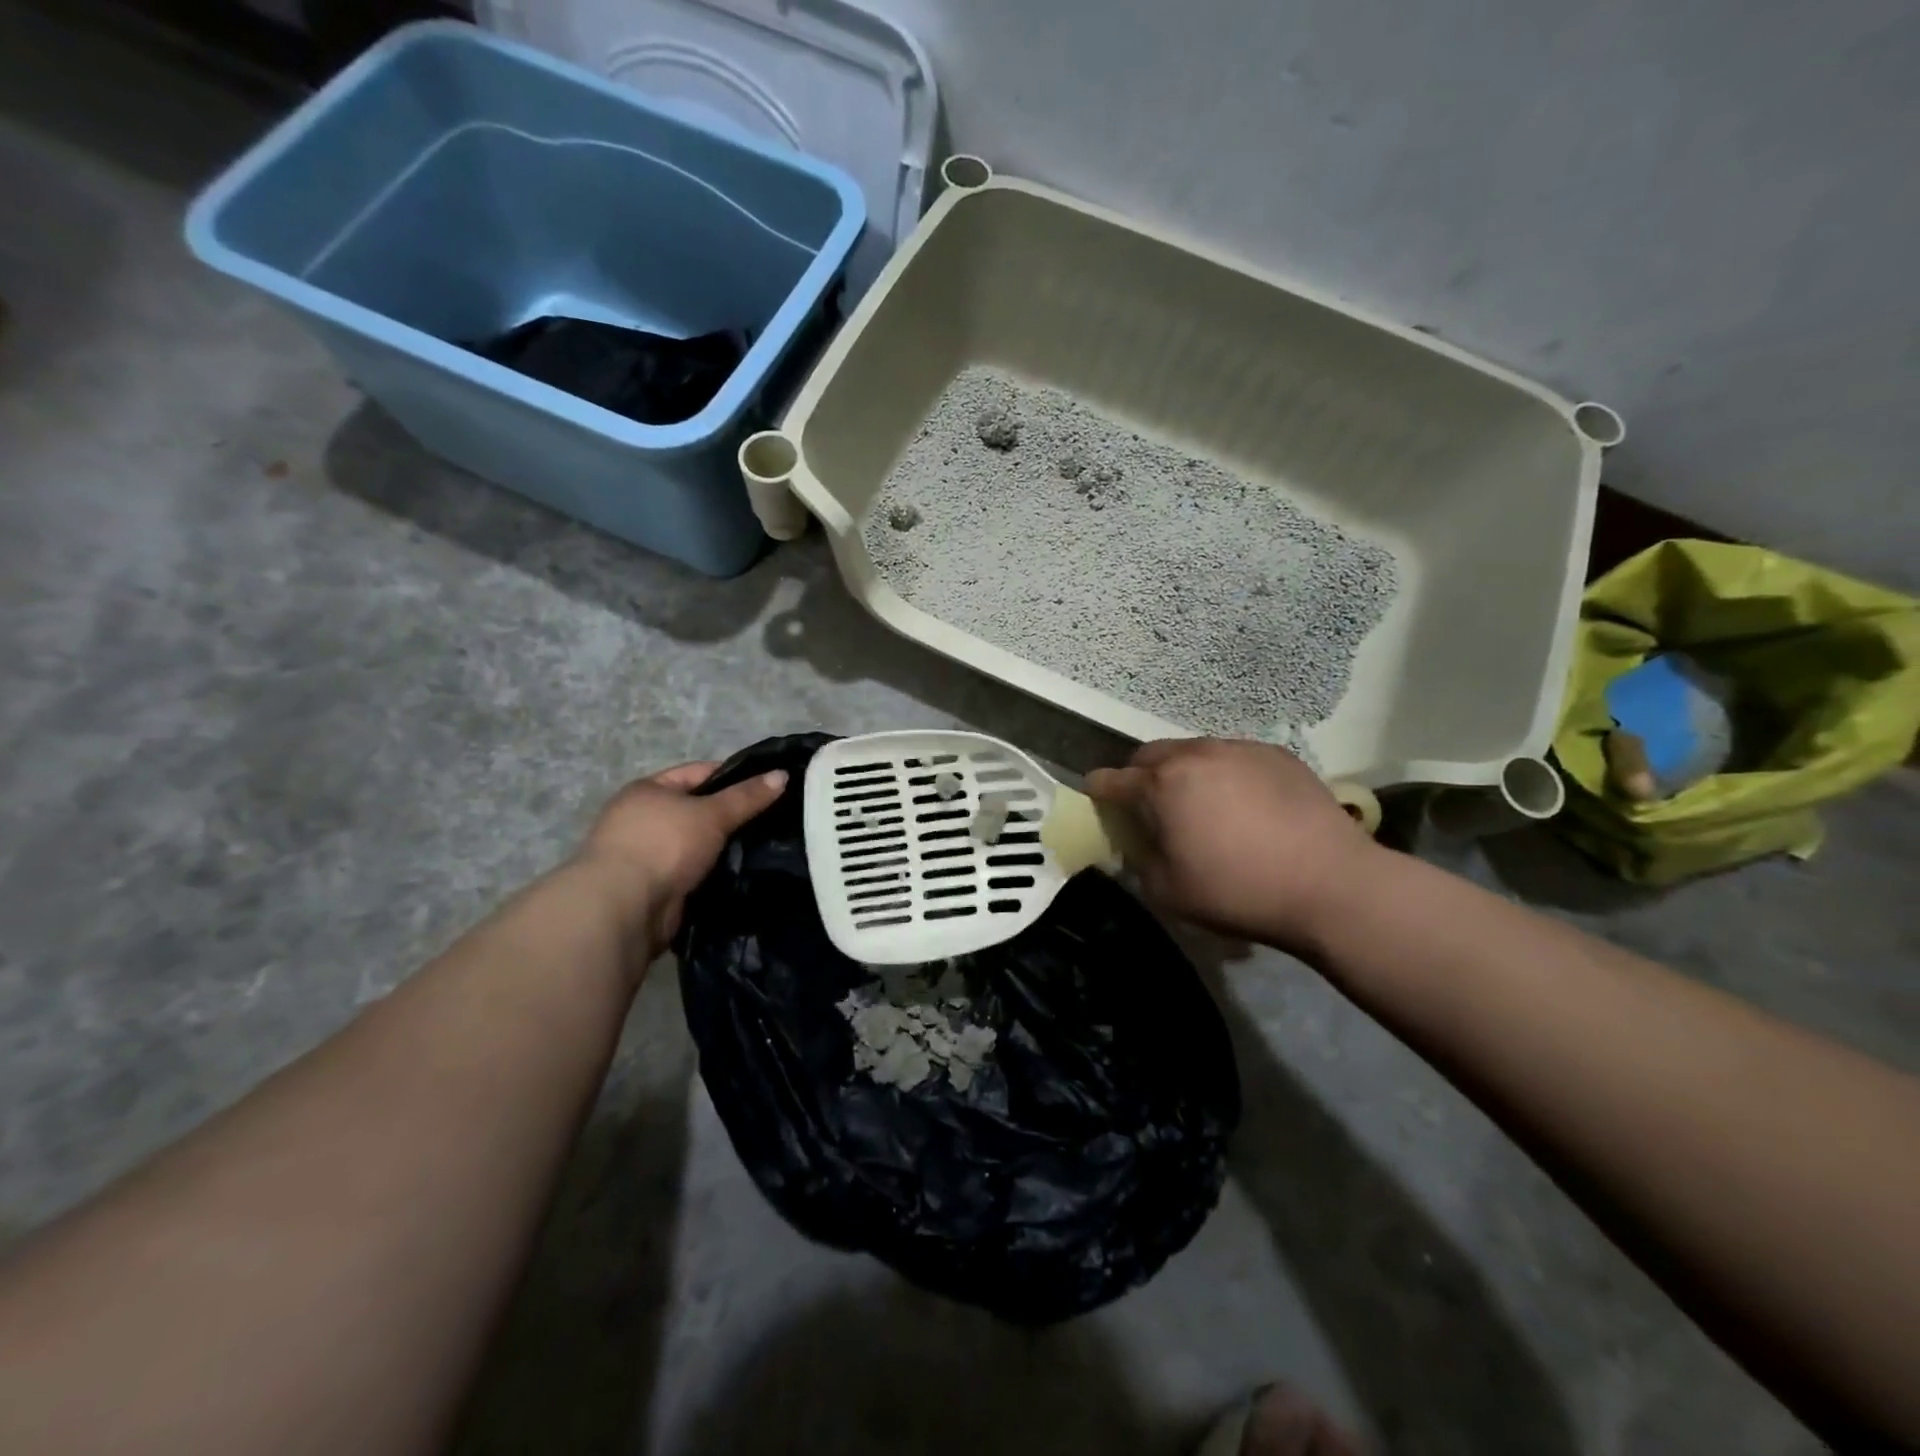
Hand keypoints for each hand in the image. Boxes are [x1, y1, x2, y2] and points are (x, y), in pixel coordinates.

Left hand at [575, 761, 786, 952]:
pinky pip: (694, 874)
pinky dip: (715, 875)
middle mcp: (642, 820)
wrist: (624, 908)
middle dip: (732, 817)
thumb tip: (783, 775)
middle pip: (698, 810)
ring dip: (724, 849)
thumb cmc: (664, 845)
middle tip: (775, 819)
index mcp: (648, 791)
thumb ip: (747, 796)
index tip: (770, 786)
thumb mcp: (712, 813)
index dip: (734, 776)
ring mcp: (647, 856)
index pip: (698, 773)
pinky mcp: (655, 889)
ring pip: (699, 845)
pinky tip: (745, 875)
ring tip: (767, 848)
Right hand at [1086, 739, 1381, 953]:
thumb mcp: (1168, 891)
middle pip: (1150, 755)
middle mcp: (1195, 754)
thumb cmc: (1238, 891)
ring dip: (1183, 772)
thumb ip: (1138, 861)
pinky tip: (1245, 805)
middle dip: (1140, 776)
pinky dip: (1224, 774)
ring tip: (1201, 804)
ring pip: (1193, 751)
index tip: (1098, 799)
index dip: (1099, 790)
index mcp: (1161, 784)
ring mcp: (1239, 749)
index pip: (1111, 779)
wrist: (1331, 884)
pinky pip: (1233, 757)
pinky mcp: (1276, 755)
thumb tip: (1136, 843)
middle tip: (1149, 805)